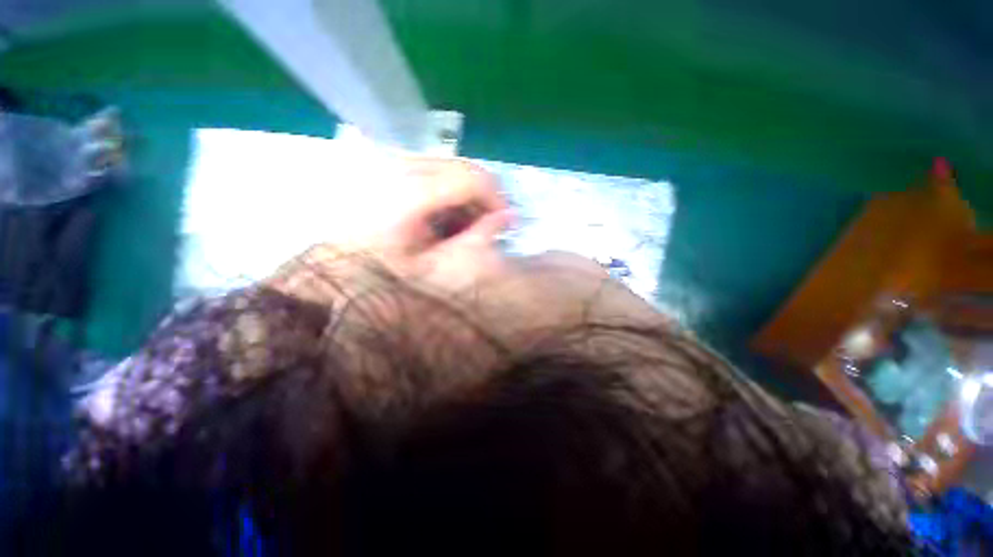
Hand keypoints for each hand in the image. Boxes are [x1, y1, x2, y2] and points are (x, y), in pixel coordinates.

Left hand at [374, 157, 513, 289]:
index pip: (471, 179)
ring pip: (453, 166)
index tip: (506, 221)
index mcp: (411, 193)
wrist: (341, 262)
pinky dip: (451, 189)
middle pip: (464, 167)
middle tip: (489, 223)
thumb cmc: (388, 269)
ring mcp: (395, 159)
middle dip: (485, 196)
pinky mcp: (392, 161)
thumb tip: (509, 218)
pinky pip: (437, 168)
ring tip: (465, 223)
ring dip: (468, 194)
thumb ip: (477, 239)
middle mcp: (402, 164)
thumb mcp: (437, 264)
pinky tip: (445, 213)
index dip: (496, 198)